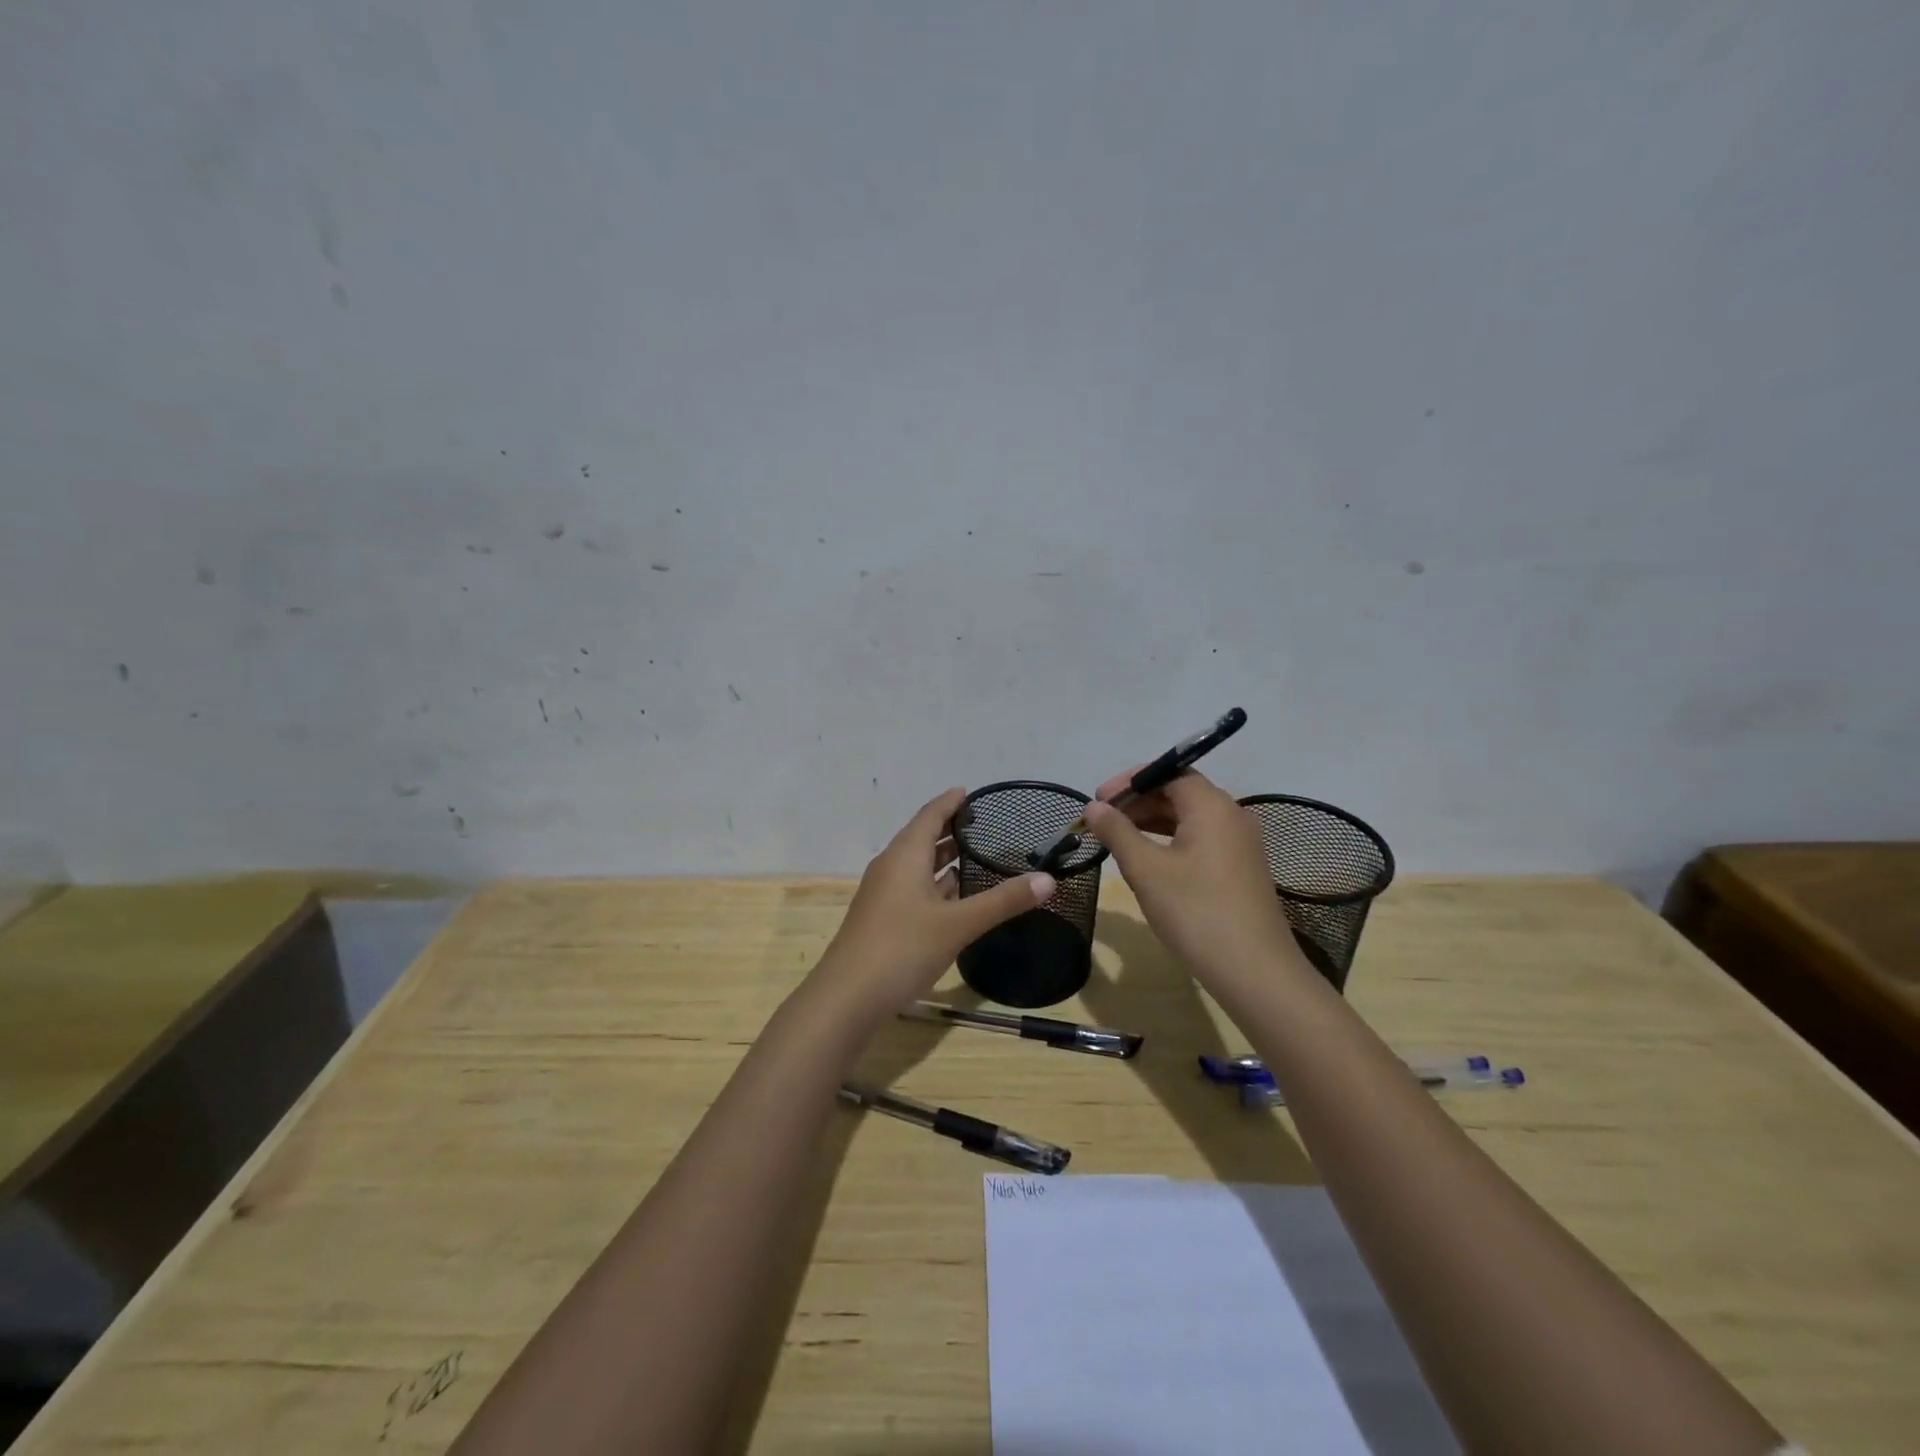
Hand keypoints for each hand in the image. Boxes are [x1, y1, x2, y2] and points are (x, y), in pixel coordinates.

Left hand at [810, 788, 1055, 1025]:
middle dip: (950, 829)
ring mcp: (883, 894)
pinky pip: (913, 888)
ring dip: (943, 859)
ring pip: (917, 866)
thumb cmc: (903, 947)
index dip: (950, 802)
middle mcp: (891, 867)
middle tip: (983, 825)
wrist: (848, 996)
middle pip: (922, 837)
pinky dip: (935, 884)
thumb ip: (1003, 901)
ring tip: (975, 856)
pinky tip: (955, 898)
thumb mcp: (959, 924)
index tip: (970, 792)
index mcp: (905, 855)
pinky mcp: (882, 919)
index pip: (930, 815)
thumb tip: (1048, 880)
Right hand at [1082, 770, 1303, 987]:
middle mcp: (1232, 816)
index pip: (1169, 772)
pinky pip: (1201, 839)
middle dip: (1139, 802)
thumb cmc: (1196, 912)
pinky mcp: (1241, 869)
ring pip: (1190, 818)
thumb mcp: (1146, 870)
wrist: (1255, 972)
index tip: (1099, 800)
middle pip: (1180, 792)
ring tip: (1118, 839)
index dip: (1130, 782)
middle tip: (1103, 821)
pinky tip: (1149, 861)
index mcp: (1212, 806)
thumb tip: (1094, 807)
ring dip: (1152, 822)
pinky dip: (1171, 841)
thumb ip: (1117, 832)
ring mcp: (1241, 844)